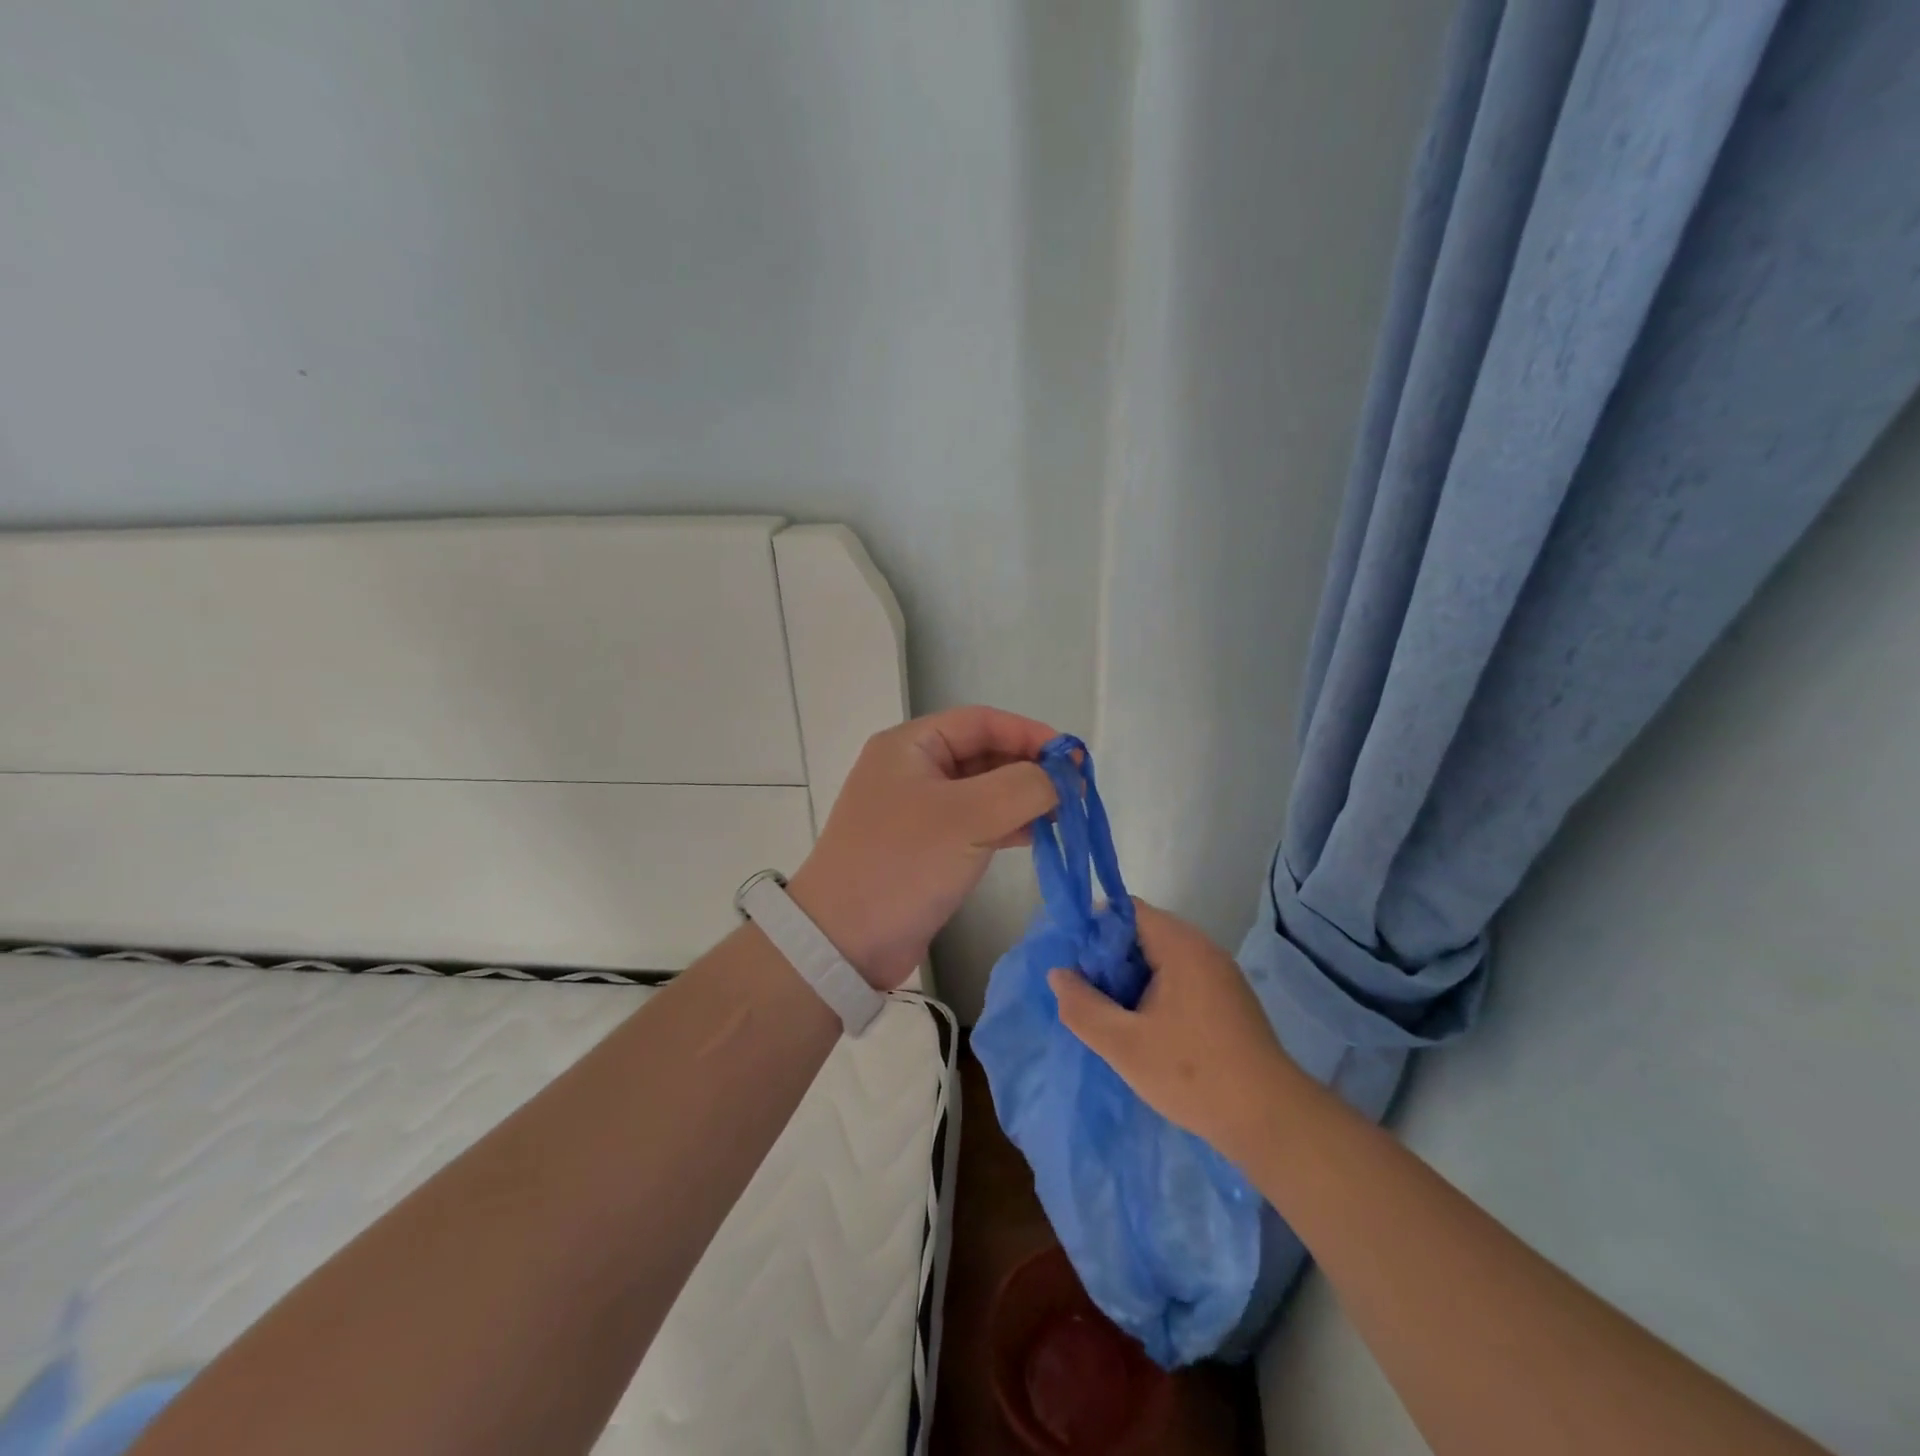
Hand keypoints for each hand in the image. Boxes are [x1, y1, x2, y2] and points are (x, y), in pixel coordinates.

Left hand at [787, 706, 1058, 989]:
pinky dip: (1007, 825)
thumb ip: (1023, 787)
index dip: (1031, 733)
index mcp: (911, 746)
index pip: (982, 721)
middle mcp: (912, 769)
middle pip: (984, 753)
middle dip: (1030, 768)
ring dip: (1023, 798)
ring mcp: (918, 810)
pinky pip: (975, 823)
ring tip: (1065, 816)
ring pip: (982, 790)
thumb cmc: (903, 864)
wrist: (844, 942)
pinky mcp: (926, 847)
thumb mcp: (968, 817)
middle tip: (1075, 790)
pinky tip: (1038, 837)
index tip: (1073, 757)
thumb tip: (1059, 778)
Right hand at [1050, 901, 1301, 1163]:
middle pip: (1142, 933)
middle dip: (1109, 959)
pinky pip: (1180, 979)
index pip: (1126, 910)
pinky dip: (1155, 994)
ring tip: (1111, 1015)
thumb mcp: (1123, 1045)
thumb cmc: (1192, 1075)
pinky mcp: (1228, 1000)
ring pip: (1160, 959)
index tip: (1074, 963)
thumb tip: (1058, 974)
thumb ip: (1082, 1007)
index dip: (1094, 930)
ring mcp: (1220, 975)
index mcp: (1180, 946)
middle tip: (1086, 993)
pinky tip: (1145, 1030)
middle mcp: (1203, 949)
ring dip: (1131, 980)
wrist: (1271, 1121)